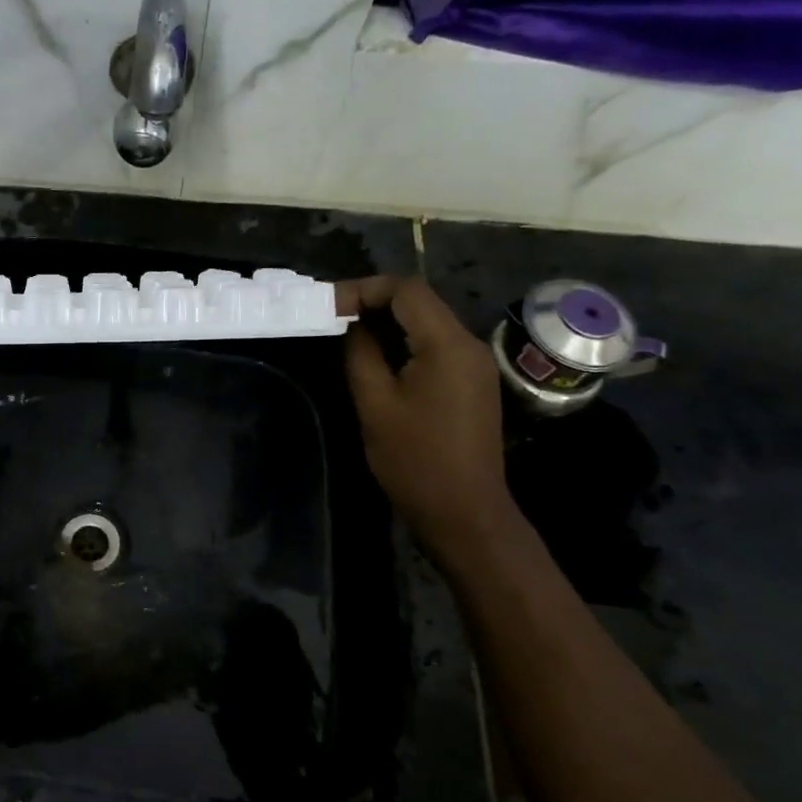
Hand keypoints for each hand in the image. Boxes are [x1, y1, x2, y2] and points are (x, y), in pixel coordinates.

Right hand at [338, 276, 515, 555]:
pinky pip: (435, 345)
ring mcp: (474, 364)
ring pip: (427, 322)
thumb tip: (351, 325)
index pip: (406, 290)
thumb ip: (361, 353)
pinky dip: (403, 341)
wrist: (464, 512)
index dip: (363, 289)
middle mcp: (468, 345)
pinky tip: (376, 357)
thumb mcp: (375, 403)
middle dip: (373, 302)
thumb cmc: (415, 459)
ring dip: (387, 321)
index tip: (327, 306)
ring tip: (345, 334)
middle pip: (419, 301)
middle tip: (331, 317)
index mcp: (447, 344)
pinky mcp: (471, 383)